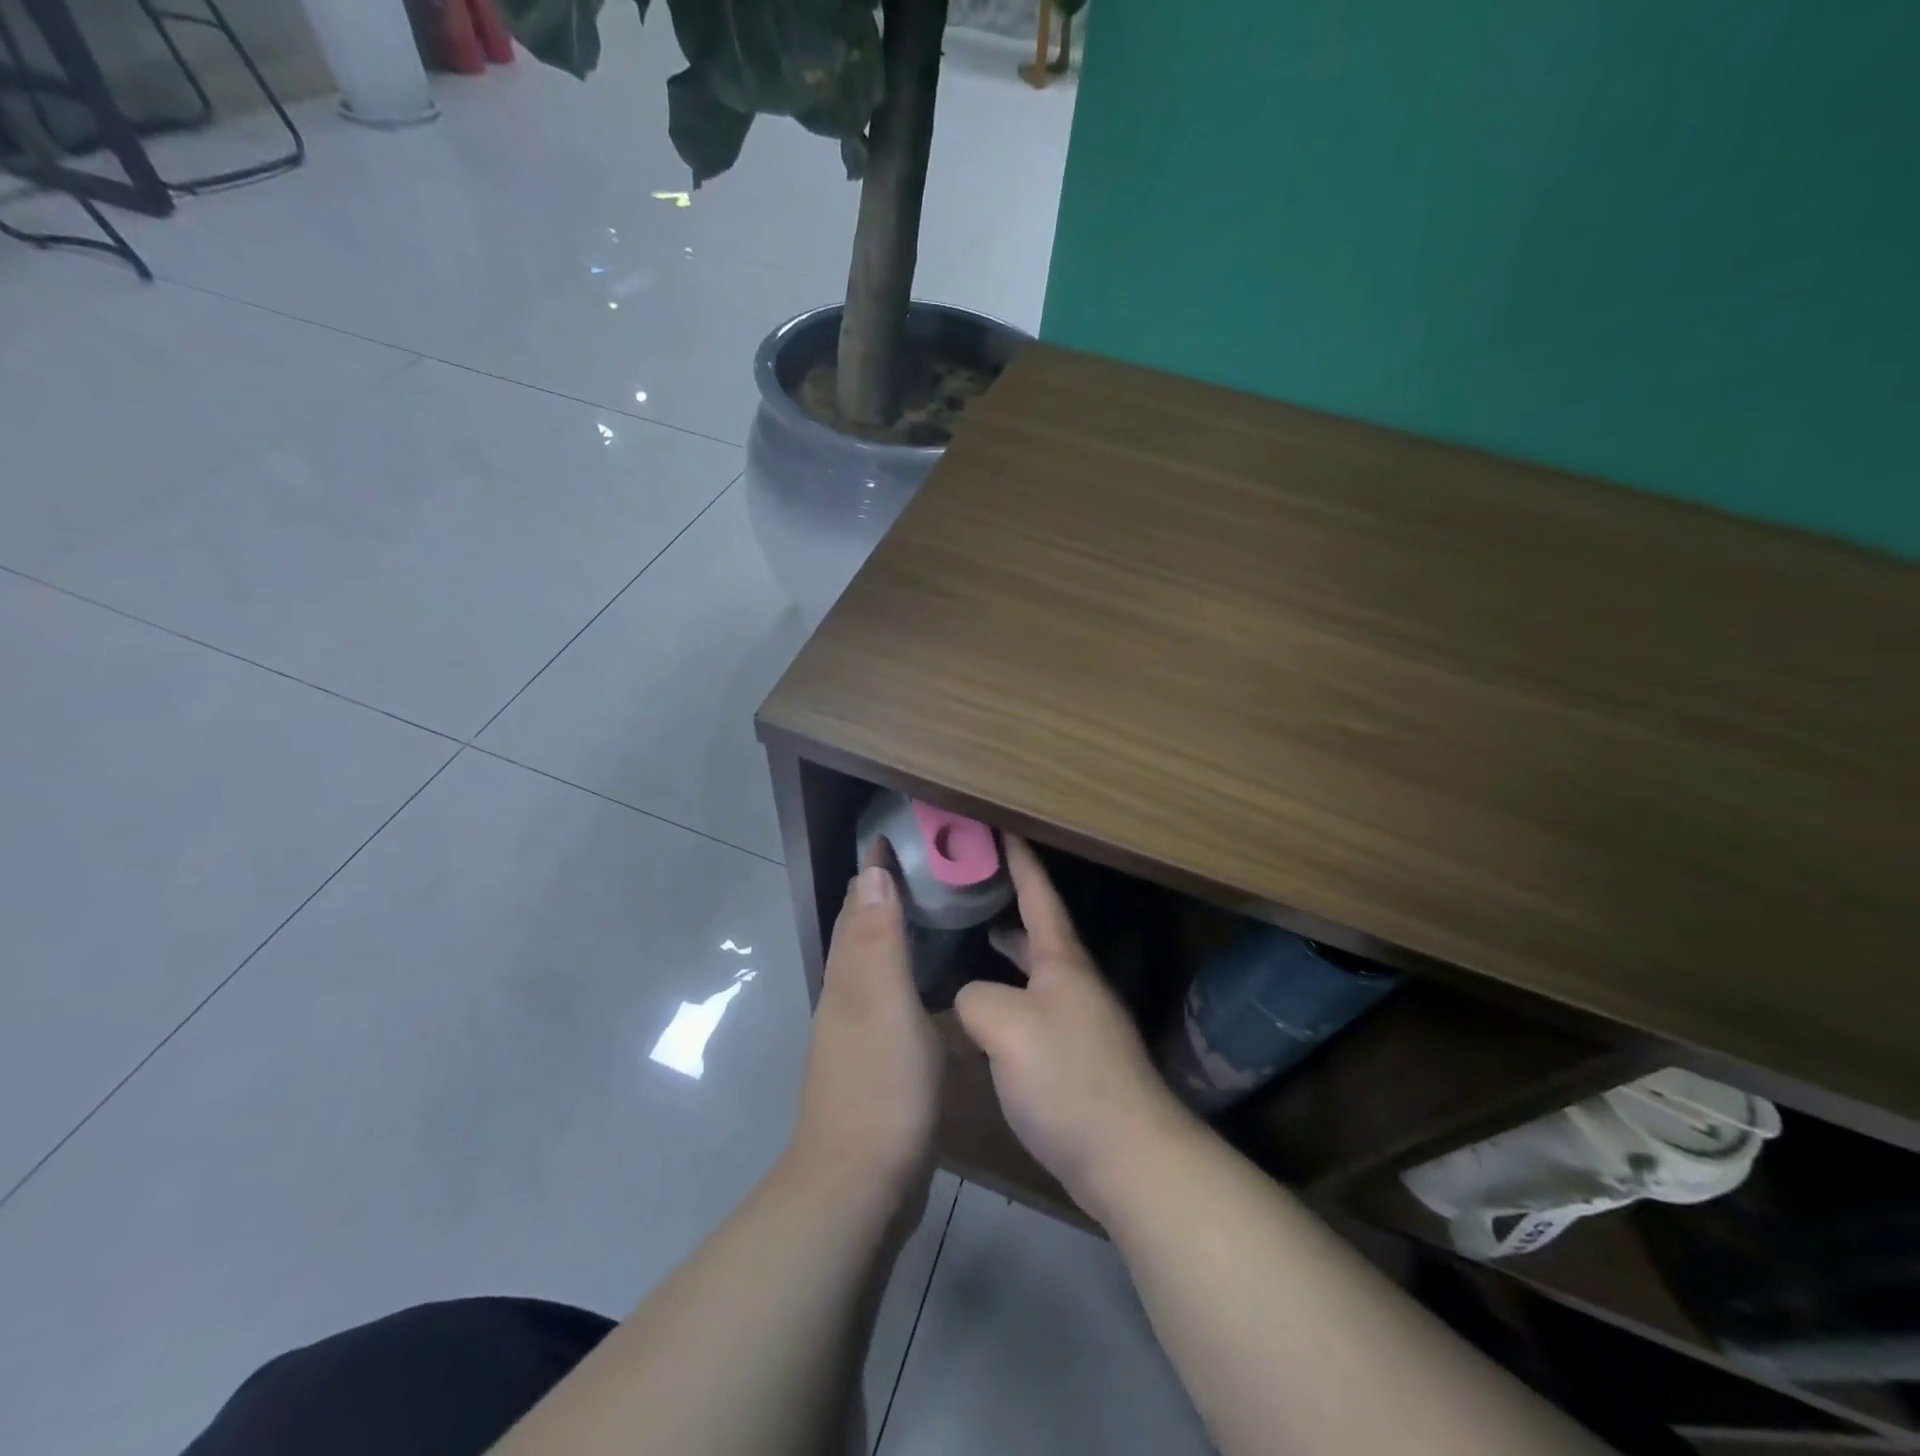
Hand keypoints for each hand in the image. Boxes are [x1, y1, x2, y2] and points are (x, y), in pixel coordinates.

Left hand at [787, 844, 942, 1216]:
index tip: (895, 832)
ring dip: (888, 930)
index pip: (857, 904)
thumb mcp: (885, 1002)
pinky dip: (900, 971)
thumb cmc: (881, 1085)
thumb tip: (870, 871)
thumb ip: (878, 939)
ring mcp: (855, 1032)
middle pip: (858, 929)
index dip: (873, 868)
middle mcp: (844, 996)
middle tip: (919, 862)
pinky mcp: (872, 1062)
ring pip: (870, 962)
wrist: (858, 1185)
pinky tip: (923, 982)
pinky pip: (886, 996)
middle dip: (879, 891)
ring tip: (925, 909)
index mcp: (848, 976)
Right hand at [954, 837, 1195, 1220]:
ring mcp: (1078, 1020)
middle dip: (1009, 901)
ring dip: (1008, 949)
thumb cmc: (1068, 1079)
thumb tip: (970, 998)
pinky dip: (1009, 991)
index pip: (1039, 893)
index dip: (1019, 859)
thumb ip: (975, 997)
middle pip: (1039, 928)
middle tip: (970, 885)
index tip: (1000, 827)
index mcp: (1062, 961)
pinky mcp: (1075, 1057)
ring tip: (972, 937)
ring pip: (1036, 968)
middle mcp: (1074, 982)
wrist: (1129, 1158)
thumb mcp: (1006, 1026)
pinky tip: (986, 1011)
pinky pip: (1034, 1005)